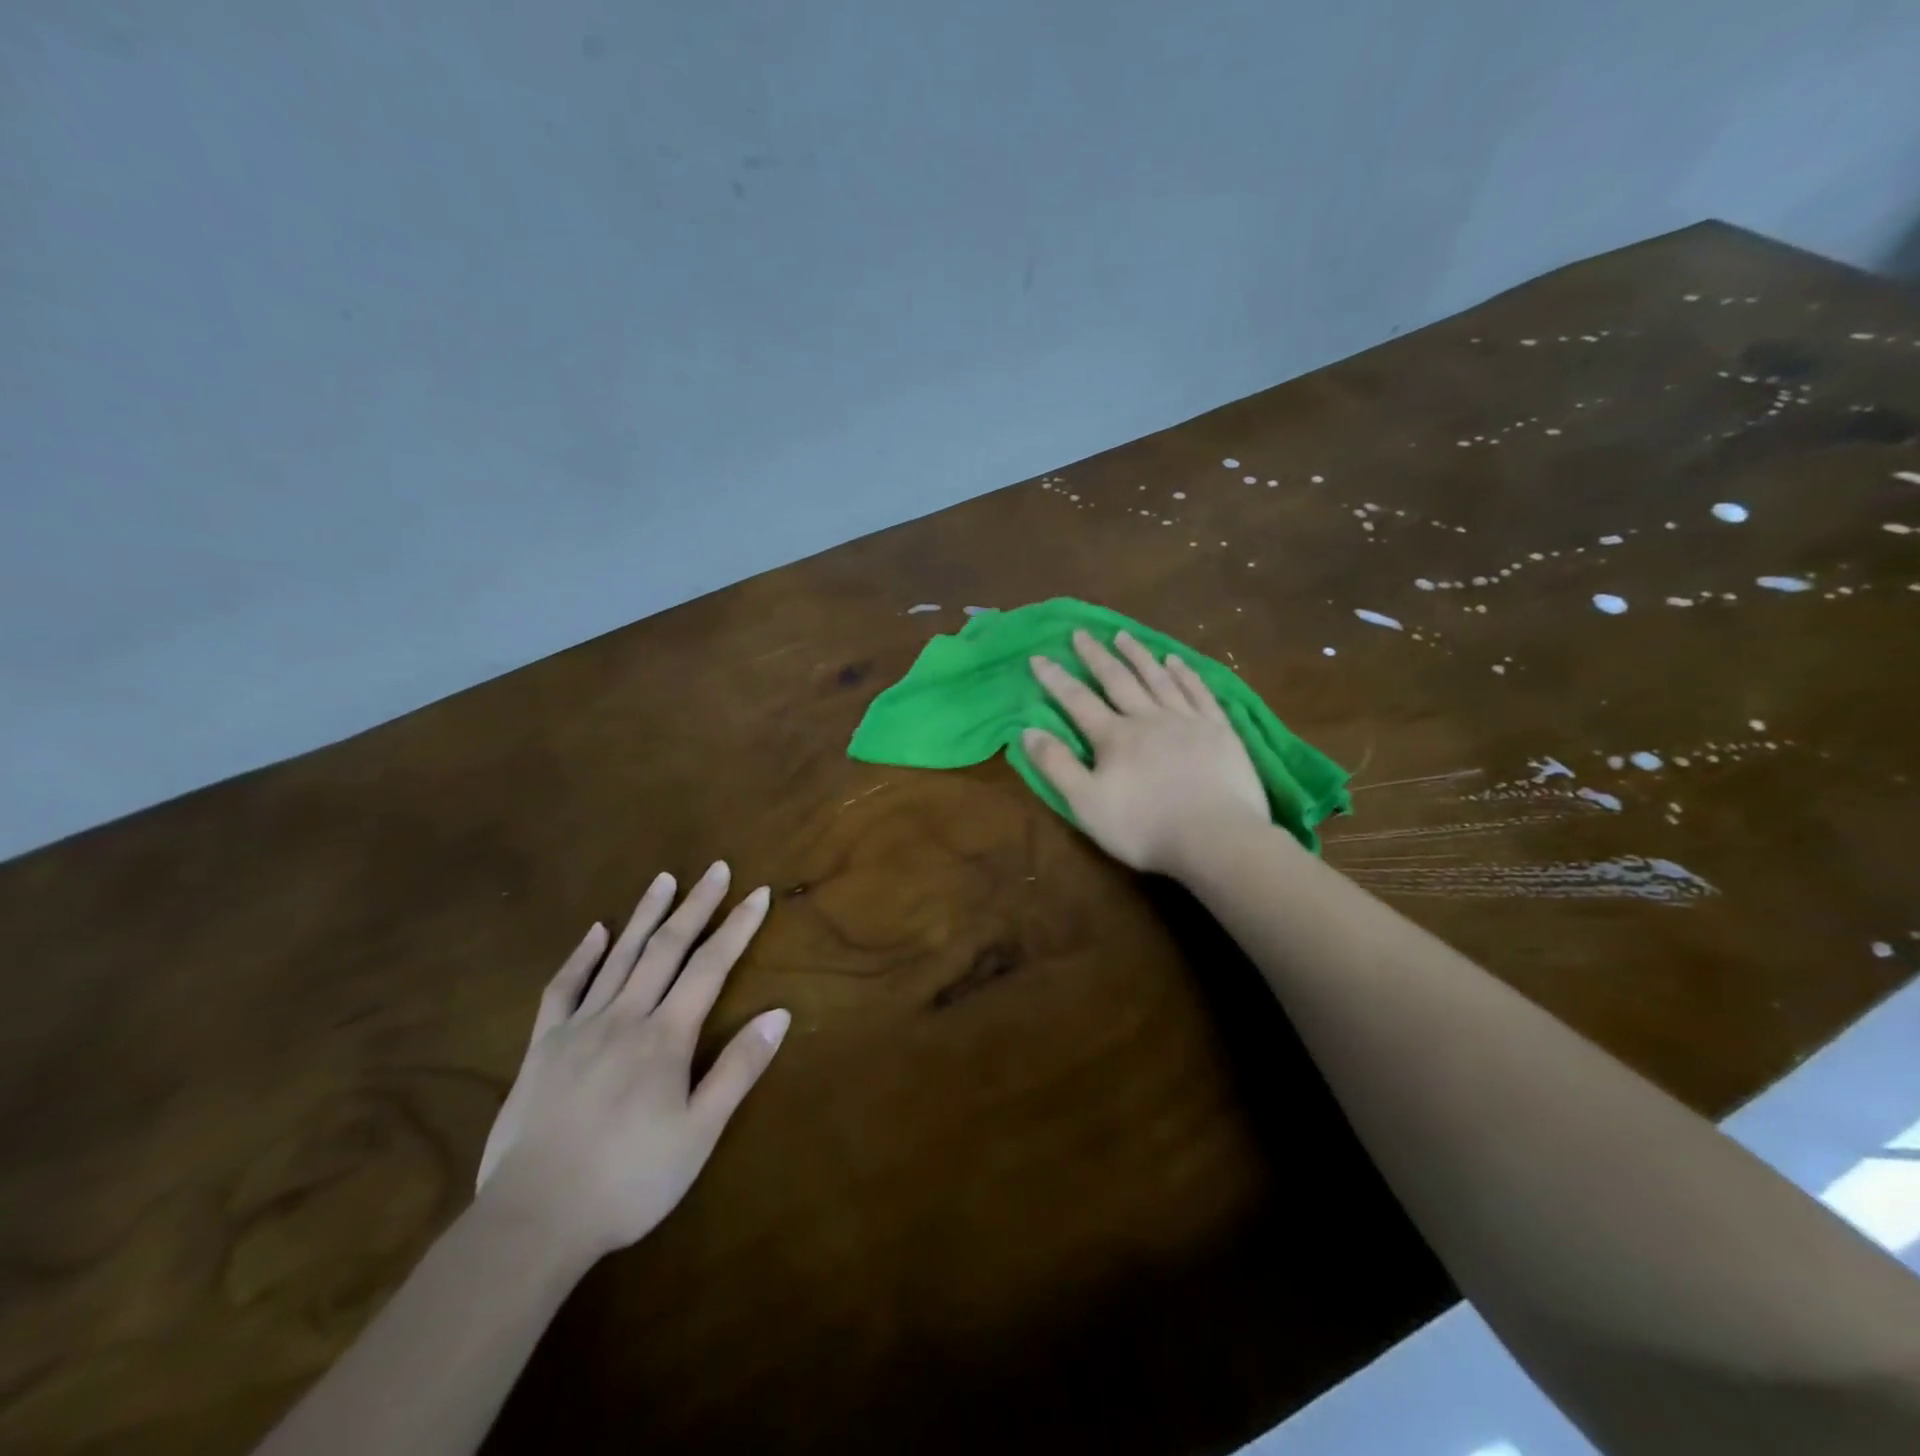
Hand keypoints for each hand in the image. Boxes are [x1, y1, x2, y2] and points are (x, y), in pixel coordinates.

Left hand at [475, 863, 789, 1263]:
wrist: (532, 1220)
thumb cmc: (629, 1180)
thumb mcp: (699, 1133)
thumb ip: (739, 1068)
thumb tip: (780, 1013)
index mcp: (666, 1036)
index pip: (711, 966)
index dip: (737, 927)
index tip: (758, 893)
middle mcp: (625, 1017)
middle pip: (667, 948)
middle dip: (696, 905)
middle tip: (716, 868)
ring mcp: (580, 1027)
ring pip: (619, 956)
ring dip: (645, 914)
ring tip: (664, 878)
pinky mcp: (542, 1046)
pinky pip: (563, 988)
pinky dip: (581, 955)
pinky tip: (595, 931)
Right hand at [1025, 629, 1268, 875]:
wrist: (1216, 838)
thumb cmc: (1144, 827)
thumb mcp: (1086, 803)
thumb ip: (1056, 766)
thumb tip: (1027, 731)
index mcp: (1114, 737)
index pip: (1077, 700)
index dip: (1056, 678)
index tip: (1039, 656)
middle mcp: (1148, 718)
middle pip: (1118, 680)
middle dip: (1096, 656)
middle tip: (1081, 633)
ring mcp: (1187, 720)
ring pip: (1158, 678)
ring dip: (1138, 655)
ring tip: (1123, 635)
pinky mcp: (1219, 730)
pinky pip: (1198, 691)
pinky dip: (1184, 673)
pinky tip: (1175, 660)